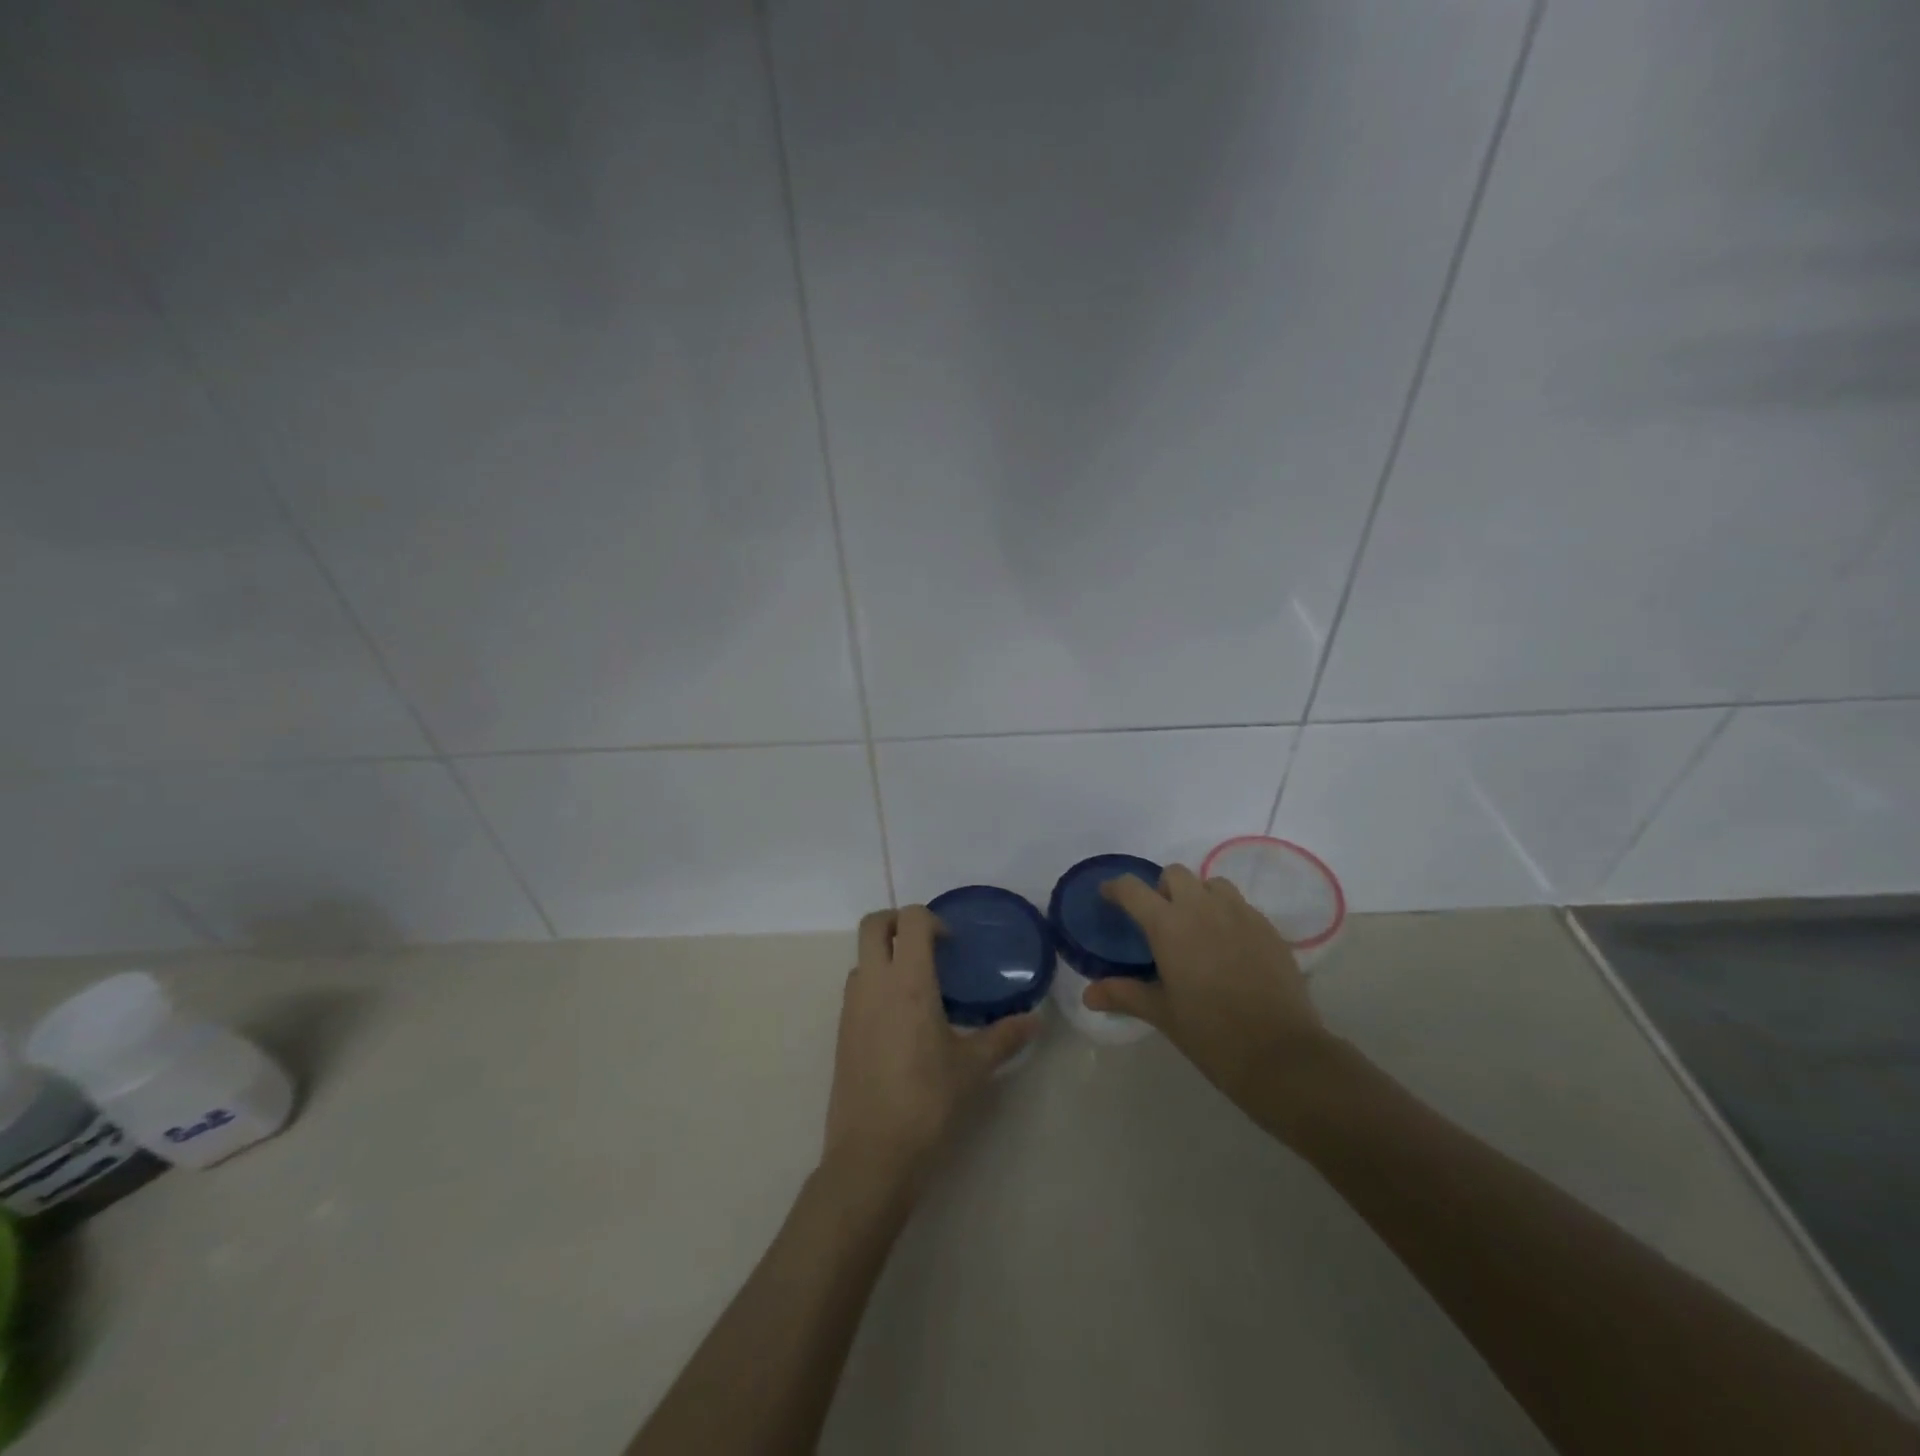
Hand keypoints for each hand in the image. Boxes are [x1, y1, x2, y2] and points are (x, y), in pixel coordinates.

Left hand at [822, 907, 1037, 1198]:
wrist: (872, 1154)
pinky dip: (877, 984)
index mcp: (907, 981)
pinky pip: (857, 988)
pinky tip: (902, 1020)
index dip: (932, 920)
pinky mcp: (842, 1031)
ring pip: (862, 957)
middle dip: (898, 922)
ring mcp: (851, 1006)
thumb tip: (1035, 1021)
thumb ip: (1004, 1037)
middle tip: (928, 947)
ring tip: (919, 986)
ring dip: (886, 955)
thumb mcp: (973, 1068)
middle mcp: (873, 983)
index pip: (910, 920)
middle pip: (873, 924)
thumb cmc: (927, 1102)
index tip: (951, 945)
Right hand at [1085, 865, 1338, 1124]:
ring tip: (1197, 928)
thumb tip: (1088, 995)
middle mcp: (1202, 908)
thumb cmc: (1211, 1033)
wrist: (1281, 1054)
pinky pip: (1241, 906)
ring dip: (1198, 896)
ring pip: (1212, 884)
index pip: (1133, 888)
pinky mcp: (1268, 928)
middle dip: (1162, 889)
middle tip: (1160, 920)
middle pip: (1174, 874)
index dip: (1116, 888)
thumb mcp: (1162, 1014)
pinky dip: (1227, 915)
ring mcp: (1240, 914)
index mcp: (1168, 925)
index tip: (1108, 896)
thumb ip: (1124, 995)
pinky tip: (1229, 948)